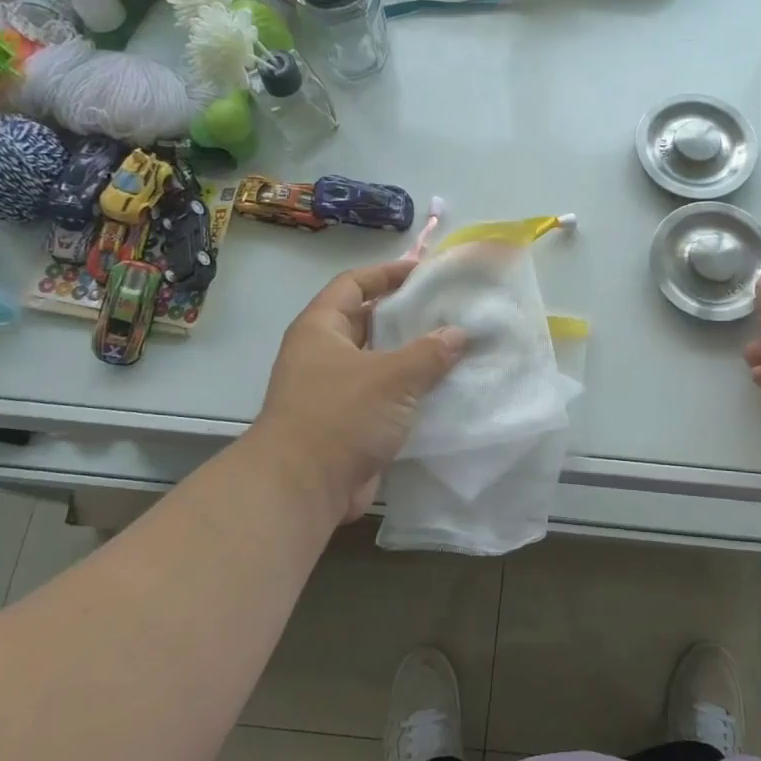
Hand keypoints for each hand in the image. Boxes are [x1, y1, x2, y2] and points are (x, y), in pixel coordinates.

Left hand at [254, 261, 465, 521]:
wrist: (303, 487)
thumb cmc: (341, 416)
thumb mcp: (392, 376)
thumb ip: (429, 352)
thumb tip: (457, 334)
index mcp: (321, 329)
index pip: (353, 284)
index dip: (386, 274)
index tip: (424, 272)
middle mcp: (323, 355)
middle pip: (367, 322)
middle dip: (406, 317)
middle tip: (449, 312)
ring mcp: (334, 391)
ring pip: (379, 363)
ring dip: (412, 358)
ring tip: (455, 349)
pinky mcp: (348, 424)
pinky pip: (383, 397)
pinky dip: (409, 393)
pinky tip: (444, 392)